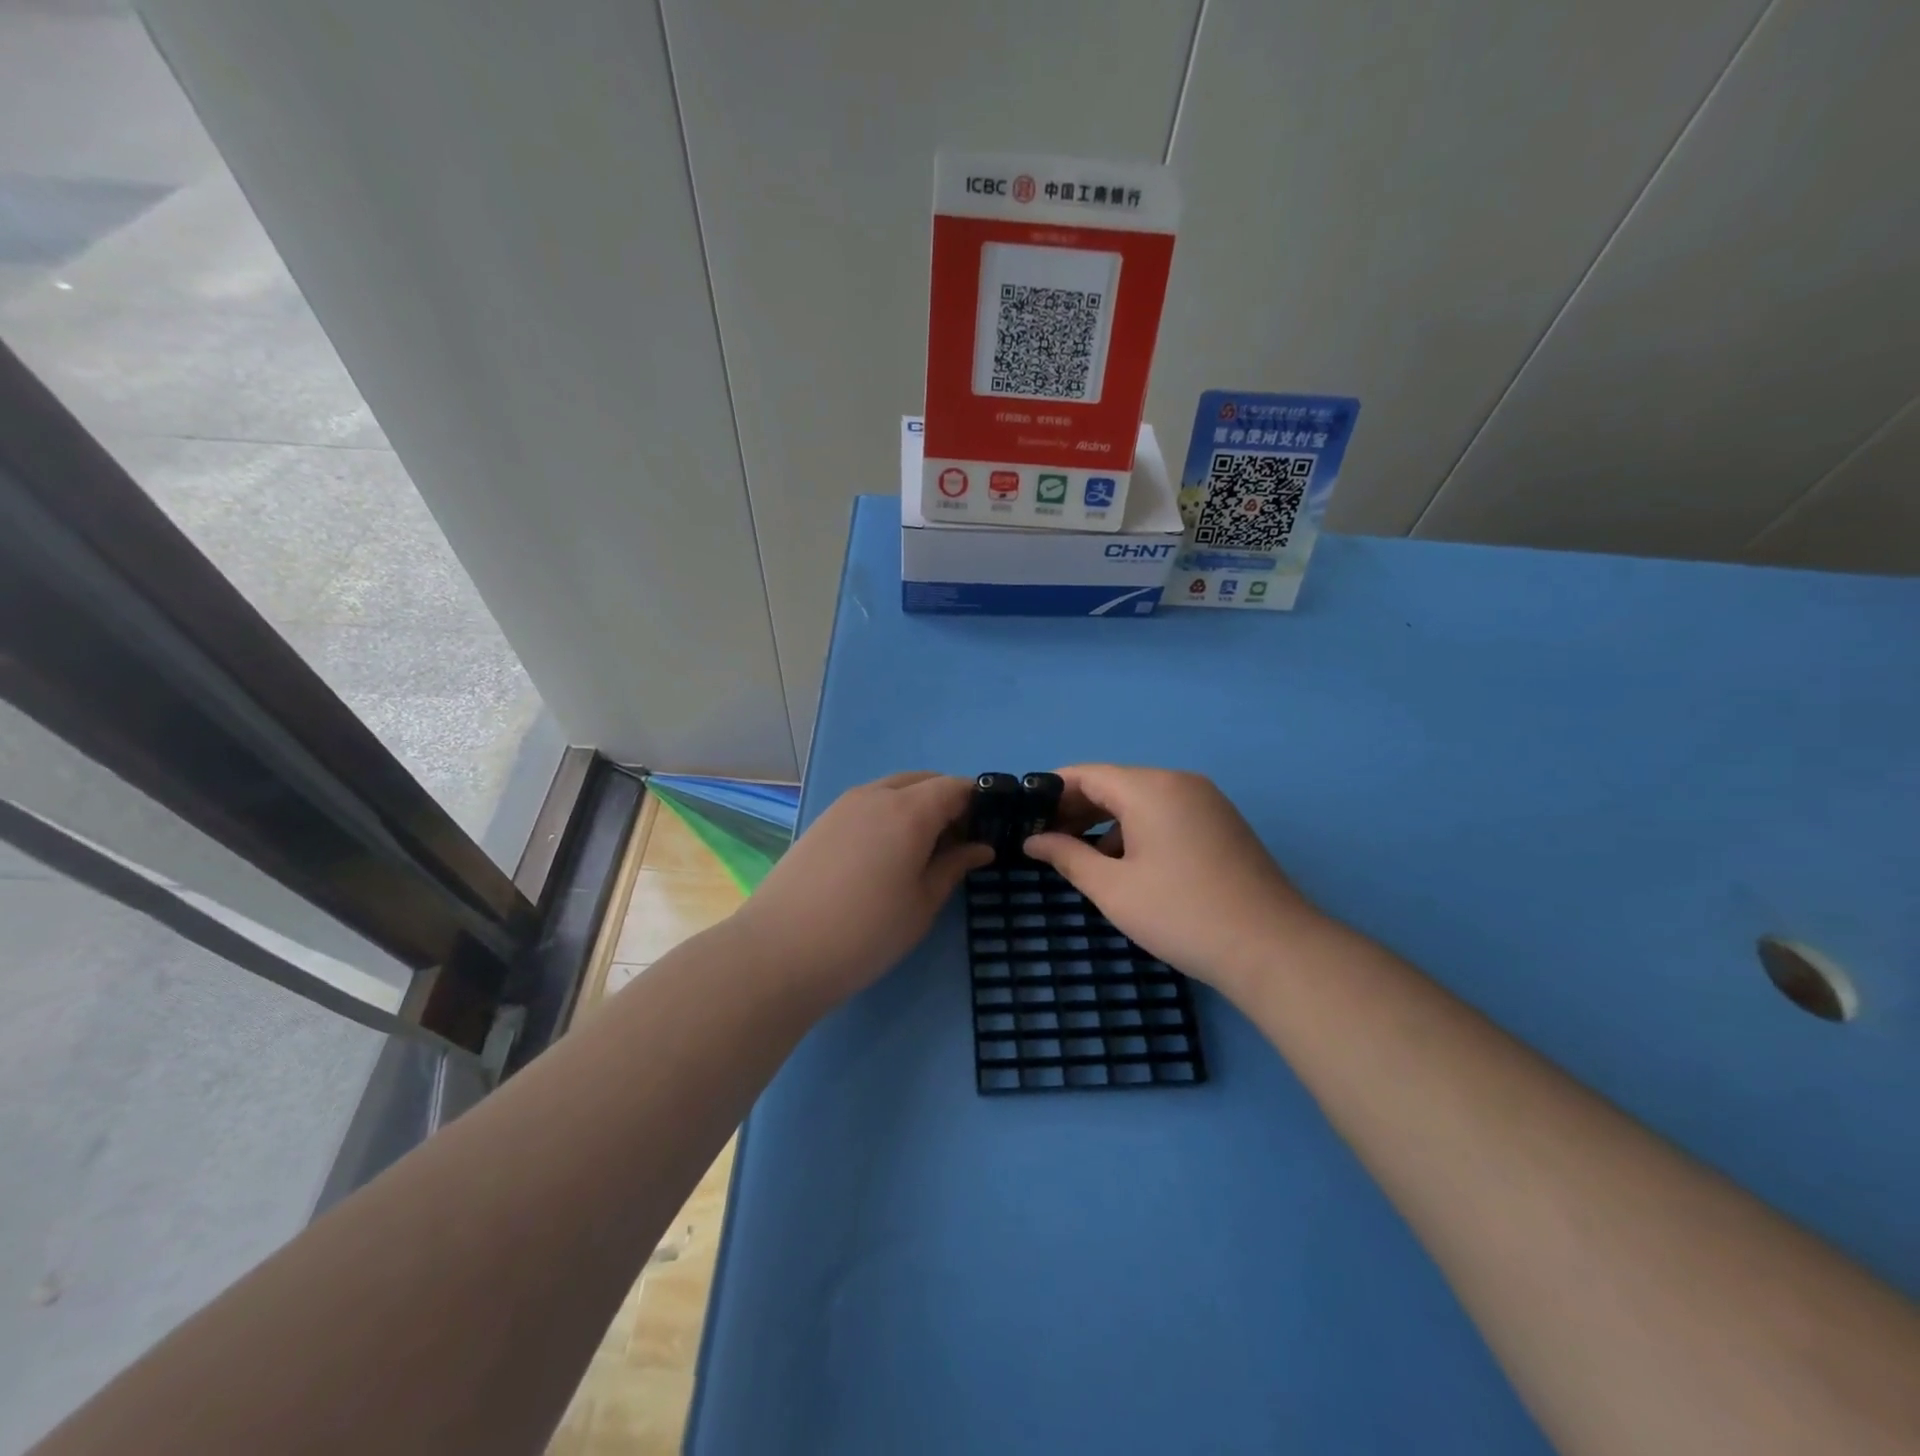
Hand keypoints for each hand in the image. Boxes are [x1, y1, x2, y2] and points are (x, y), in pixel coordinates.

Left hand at [735, 771, 992, 1003]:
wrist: (780, 952)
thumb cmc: (865, 932)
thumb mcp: (922, 904)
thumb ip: (954, 866)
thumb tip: (981, 847)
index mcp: (908, 810)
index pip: (955, 787)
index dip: (978, 803)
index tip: (990, 830)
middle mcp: (876, 795)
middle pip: (924, 781)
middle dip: (948, 802)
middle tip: (959, 843)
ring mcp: (844, 805)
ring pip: (893, 789)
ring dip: (917, 806)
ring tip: (923, 850)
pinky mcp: (822, 821)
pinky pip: (868, 803)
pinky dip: (889, 814)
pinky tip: (886, 854)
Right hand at [1022, 765, 1323, 993]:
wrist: (1272, 948)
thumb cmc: (1181, 914)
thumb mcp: (1113, 888)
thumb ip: (1067, 856)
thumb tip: (1033, 840)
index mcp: (1151, 788)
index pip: (1088, 774)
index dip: (1052, 791)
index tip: (1025, 816)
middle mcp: (1180, 782)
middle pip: (1115, 783)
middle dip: (1077, 808)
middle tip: (1044, 839)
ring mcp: (1206, 801)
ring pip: (1141, 799)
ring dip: (1107, 821)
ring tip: (1080, 855)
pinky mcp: (1221, 823)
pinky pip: (1167, 813)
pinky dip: (1138, 829)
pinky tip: (1125, 863)